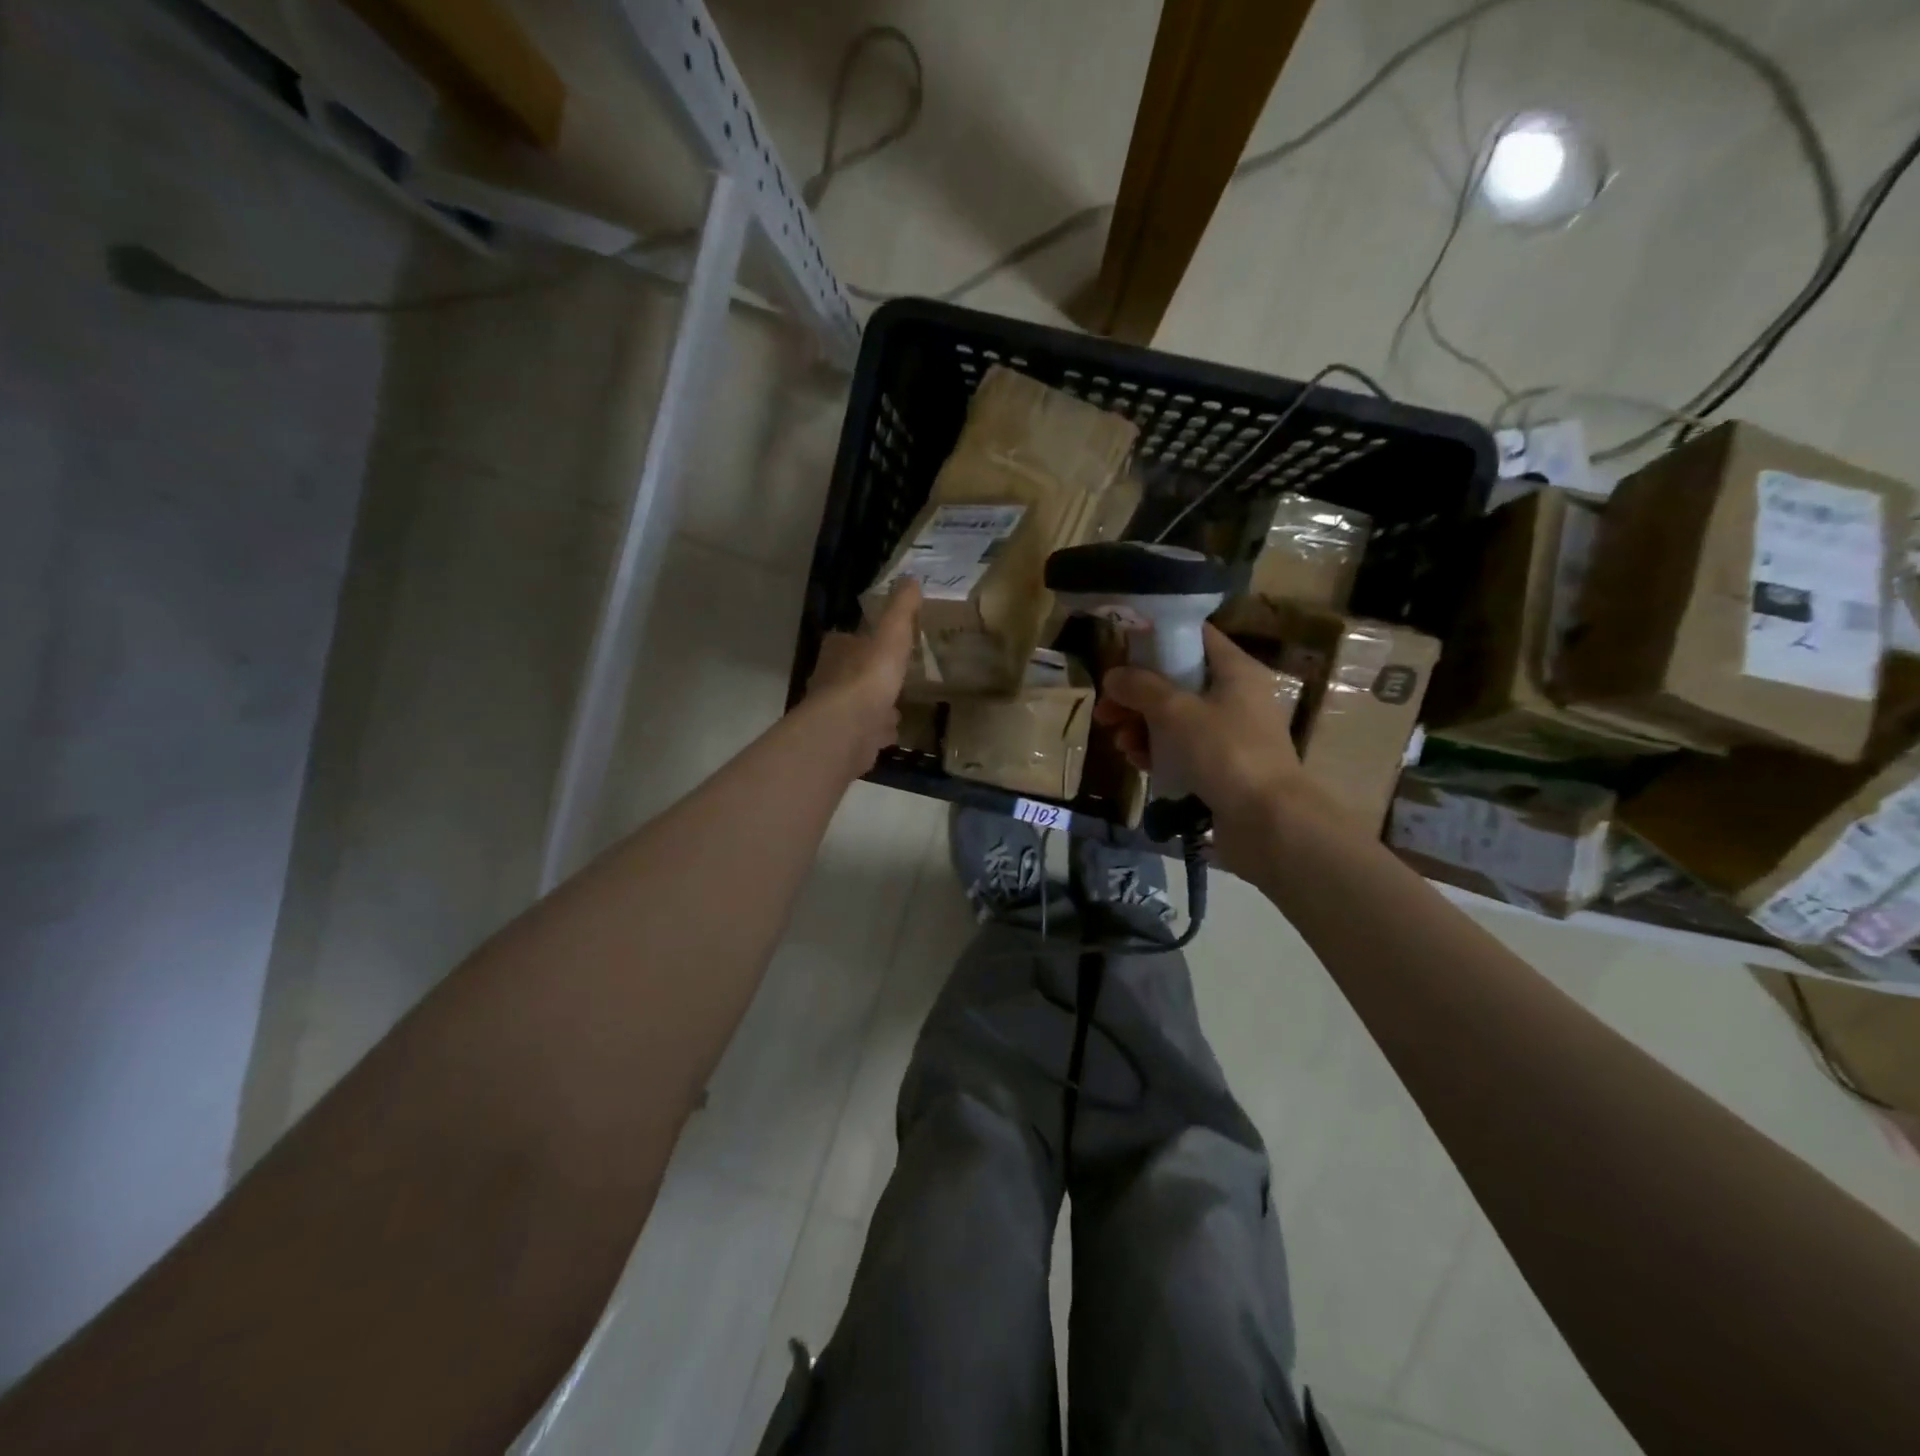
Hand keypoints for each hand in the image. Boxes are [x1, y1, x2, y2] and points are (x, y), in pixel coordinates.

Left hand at [804, 581, 920, 776]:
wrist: (849, 729)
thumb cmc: (869, 676)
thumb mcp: (892, 634)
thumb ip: (901, 609)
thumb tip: (910, 578)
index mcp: (837, 652)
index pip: (846, 641)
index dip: (863, 642)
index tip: (883, 645)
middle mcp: (829, 681)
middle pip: (851, 675)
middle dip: (870, 678)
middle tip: (892, 678)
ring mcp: (836, 714)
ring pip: (858, 707)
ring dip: (874, 707)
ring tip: (896, 707)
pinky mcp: (845, 741)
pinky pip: (865, 734)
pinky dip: (876, 733)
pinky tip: (891, 734)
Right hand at [1095, 624, 1327, 874]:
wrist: (1268, 821)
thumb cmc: (1225, 752)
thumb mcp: (1176, 711)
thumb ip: (1140, 688)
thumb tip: (1113, 676)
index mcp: (1236, 670)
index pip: (1193, 637)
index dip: (1155, 641)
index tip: (1121, 655)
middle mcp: (1236, 696)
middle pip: (1177, 682)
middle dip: (1137, 695)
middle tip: (1105, 711)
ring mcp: (1230, 733)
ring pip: (1175, 718)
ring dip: (1142, 727)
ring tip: (1120, 743)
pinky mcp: (1223, 765)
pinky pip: (1183, 748)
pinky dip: (1158, 751)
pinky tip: (1137, 762)